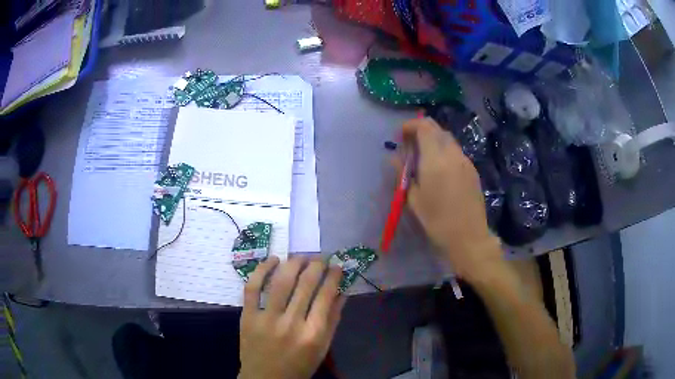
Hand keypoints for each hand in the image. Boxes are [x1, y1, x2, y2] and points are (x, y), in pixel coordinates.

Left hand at [239, 256, 344, 378]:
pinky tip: (273, 260)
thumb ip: (333, 320)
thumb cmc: (299, 366)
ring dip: (293, 264)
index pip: (326, 296)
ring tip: (301, 257)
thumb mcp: (322, 347)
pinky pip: (252, 287)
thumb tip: (342, 292)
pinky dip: (262, 270)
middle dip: (316, 266)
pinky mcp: (247, 316)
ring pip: (280, 282)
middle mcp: (291, 323)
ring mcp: (266, 319)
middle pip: (305, 284)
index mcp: (313, 334)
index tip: (336, 266)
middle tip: (320, 258)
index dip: (333, 276)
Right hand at [399, 117, 500, 278]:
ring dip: (434, 141)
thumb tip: (394, 158)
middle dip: (422, 131)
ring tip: (423, 158)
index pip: (424, 126)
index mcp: (435, 159)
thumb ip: (403, 173)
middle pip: (437, 129)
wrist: (469, 237)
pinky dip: (444, 151)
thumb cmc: (437, 221)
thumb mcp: (413, 199)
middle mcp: (452, 154)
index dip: (411, 125)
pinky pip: (456, 152)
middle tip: (410, 146)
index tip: (401, 137)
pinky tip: (439, 169)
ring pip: (448, 140)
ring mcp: (465, 161)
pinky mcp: (472, 170)